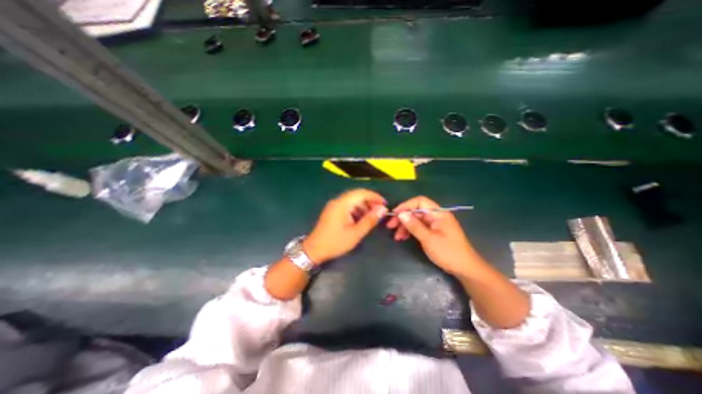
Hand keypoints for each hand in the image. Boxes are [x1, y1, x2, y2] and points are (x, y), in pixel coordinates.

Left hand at [305, 187, 385, 263]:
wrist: (314, 250)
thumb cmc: (336, 242)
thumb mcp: (356, 233)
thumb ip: (370, 220)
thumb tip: (382, 209)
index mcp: (342, 204)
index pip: (361, 193)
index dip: (375, 197)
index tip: (385, 204)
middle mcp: (337, 201)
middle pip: (357, 195)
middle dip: (370, 201)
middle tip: (380, 211)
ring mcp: (333, 206)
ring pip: (352, 200)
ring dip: (363, 206)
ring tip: (372, 216)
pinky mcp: (332, 211)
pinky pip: (347, 206)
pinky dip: (356, 209)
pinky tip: (361, 219)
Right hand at [387, 195, 480, 275]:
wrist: (465, 269)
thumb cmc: (448, 252)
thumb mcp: (428, 239)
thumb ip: (414, 225)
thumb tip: (400, 214)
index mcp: (438, 213)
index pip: (419, 201)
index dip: (405, 205)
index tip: (394, 214)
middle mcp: (436, 216)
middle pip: (416, 211)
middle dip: (402, 217)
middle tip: (390, 226)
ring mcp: (435, 224)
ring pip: (415, 219)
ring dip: (405, 226)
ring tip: (396, 236)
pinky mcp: (433, 231)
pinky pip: (419, 227)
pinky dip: (410, 231)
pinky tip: (403, 238)